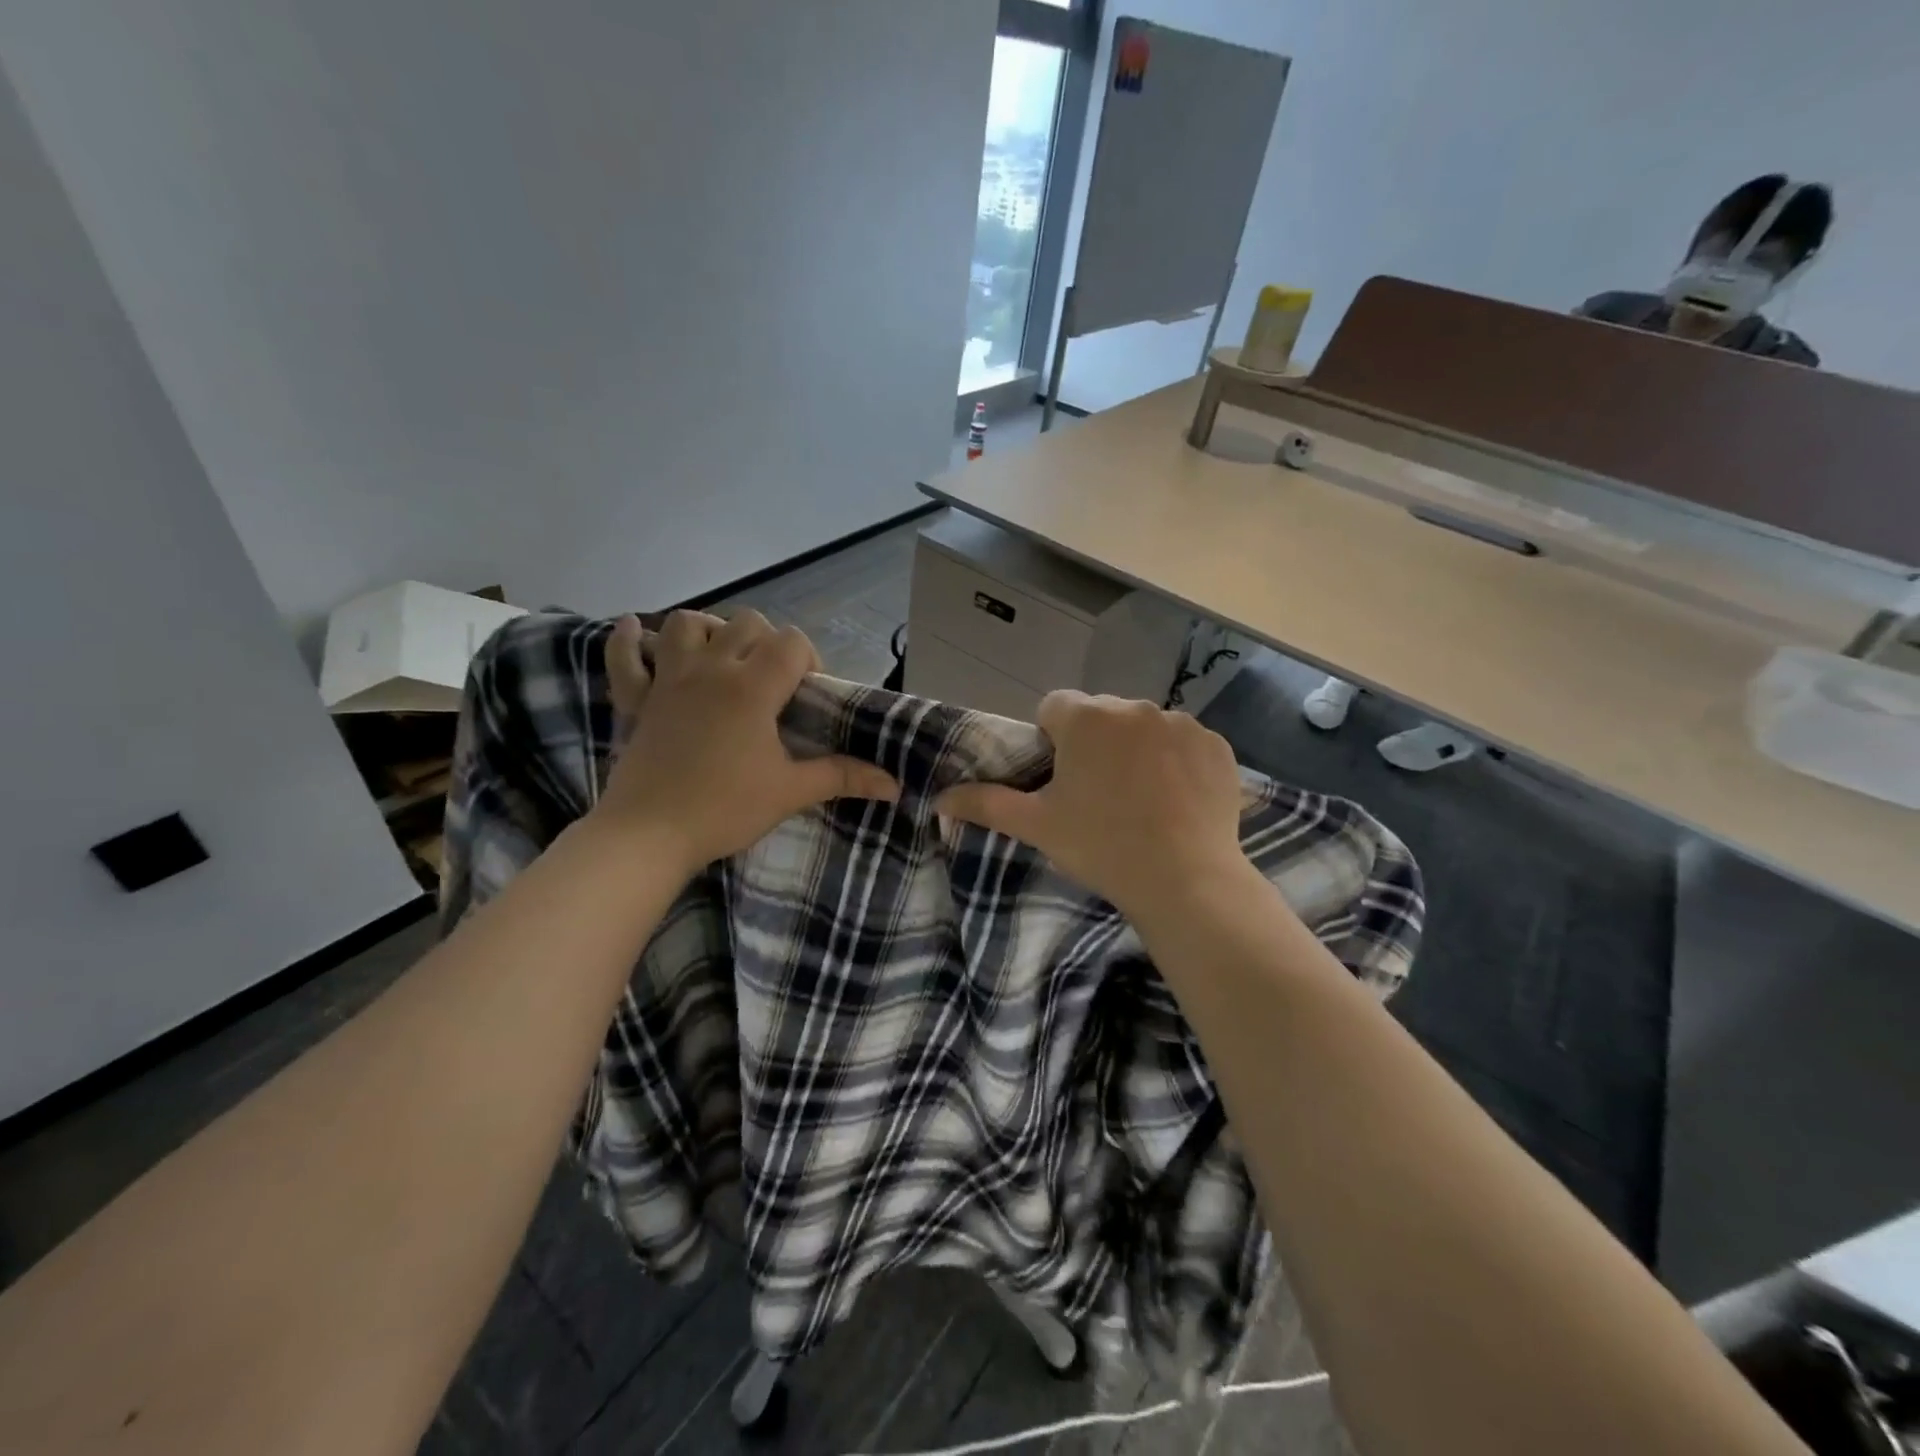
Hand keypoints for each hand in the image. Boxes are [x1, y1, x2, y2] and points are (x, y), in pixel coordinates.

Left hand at [593, 610, 897, 876]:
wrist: (648, 835)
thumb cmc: (724, 809)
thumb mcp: (790, 792)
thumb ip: (842, 777)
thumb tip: (893, 784)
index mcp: (752, 687)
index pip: (791, 642)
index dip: (808, 660)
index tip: (807, 696)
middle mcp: (711, 669)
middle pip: (746, 623)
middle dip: (767, 642)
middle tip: (772, 683)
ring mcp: (668, 679)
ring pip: (687, 624)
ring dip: (709, 631)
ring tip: (721, 659)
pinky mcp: (635, 699)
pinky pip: (624, 656)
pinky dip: (628, 640)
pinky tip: (632, 629)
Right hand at [935, 691, 1250, 922]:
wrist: (1186, 880)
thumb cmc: (1101, 846)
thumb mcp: (1037, 825)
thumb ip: (985, 803)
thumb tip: (940, 798)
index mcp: (1087, 718)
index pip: (1054, 708)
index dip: (1052, 742)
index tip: (1061, 781)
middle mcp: (1135, 707)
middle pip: (1101, 716)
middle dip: (1095, 744)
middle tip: (1098, 796)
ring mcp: (1181, 724)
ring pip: (1144, 728)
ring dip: (1136, 750)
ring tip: (1142, 801)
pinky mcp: (1217, 746)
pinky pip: (1184, 743)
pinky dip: (1177, 762)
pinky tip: (1177, 800)